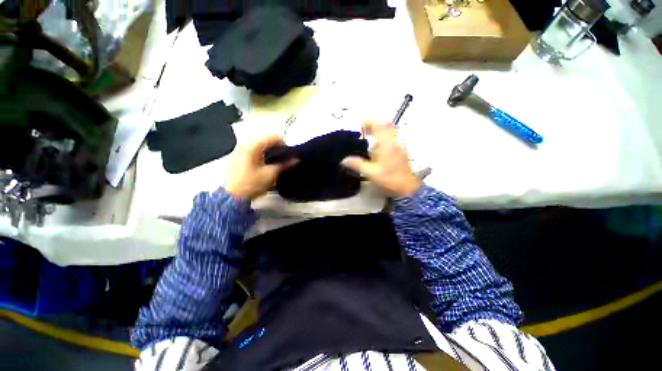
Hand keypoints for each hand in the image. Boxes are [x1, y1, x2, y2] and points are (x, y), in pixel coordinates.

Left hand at [224, 134, 296, 199]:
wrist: (232, 197)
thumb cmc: (251, 184)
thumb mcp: (271, 174)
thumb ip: (285, 164)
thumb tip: (296, 159)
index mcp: (253, 146)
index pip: (272, 137)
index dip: (283, 144)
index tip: (288, 154)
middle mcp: (244, 145)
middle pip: (265, 139)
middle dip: (275, 147)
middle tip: (281, 158)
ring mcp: (238, 150)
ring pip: (258, 144)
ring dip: (268, 150)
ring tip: (273, 162)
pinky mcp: (236, 157)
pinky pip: (251, 150)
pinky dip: (260, 153)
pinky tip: (262, 164)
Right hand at [341, 121, 419, 197]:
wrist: (408, 187)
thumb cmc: (390, 180)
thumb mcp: (371, 173)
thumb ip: (358, 165)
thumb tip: (344, 160)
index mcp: (387, 145)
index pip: (379, 126)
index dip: (369, 122)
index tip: (360, 124)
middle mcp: (394, 142)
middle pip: (385, 125)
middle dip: (373, 125)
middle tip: (363, 129)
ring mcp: (399, 146)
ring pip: (389, 131)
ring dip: (378, 130)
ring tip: (367, 136)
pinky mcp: (401, 151)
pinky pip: (391, 138)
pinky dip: (383, 137)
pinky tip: (377, 147)